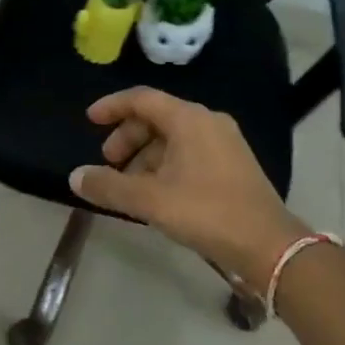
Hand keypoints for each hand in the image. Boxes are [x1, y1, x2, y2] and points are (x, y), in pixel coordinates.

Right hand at [69, 87, 308, 285]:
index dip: (112, 106)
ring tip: (130, 186)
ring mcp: (225, 142)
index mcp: (189, 119)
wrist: (269, 245)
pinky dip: (165, 164)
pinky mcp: (233, 164)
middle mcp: (208, 122)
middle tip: (109, 164)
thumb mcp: (150, 201)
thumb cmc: (207, 212)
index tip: (89, 120)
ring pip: (173, 138)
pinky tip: (157, 193)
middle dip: (127, 138)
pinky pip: (189, 152)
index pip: (142, 99)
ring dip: (145, 155)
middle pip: (156, 118)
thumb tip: (75, 177)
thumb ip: (109, 187)